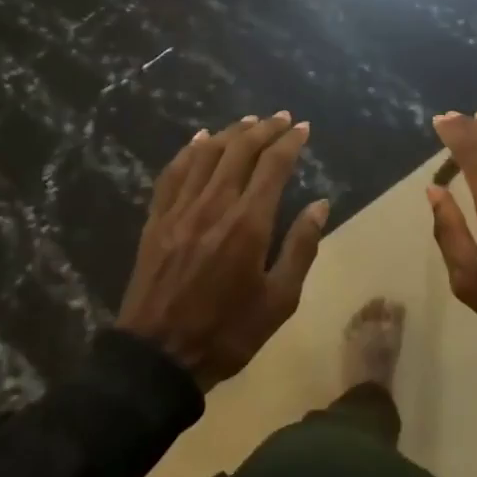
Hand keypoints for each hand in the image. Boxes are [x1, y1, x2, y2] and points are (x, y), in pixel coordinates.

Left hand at [116, 113, 328, 390]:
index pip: (273, 166)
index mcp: (248, 224)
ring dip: (230, 133)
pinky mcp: (156, 220)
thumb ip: (301, 247)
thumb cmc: (228, 332)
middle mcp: (214, 206)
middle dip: (264, 129)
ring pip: (206, 154)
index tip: (303, 128)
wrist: (158, 358)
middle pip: (240, 150)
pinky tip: (200, 139)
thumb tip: (320, 205)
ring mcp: (180, 210)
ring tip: (249, 122)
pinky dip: (189, 150)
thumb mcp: (280, 300)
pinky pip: (173, 172)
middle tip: (281, 118)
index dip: (290, 142)